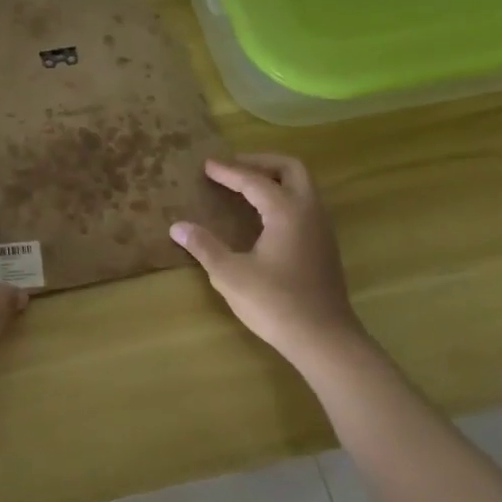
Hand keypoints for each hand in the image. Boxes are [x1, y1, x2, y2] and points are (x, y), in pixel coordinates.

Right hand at [171, 155, 369, 366]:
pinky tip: (263, 216)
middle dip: (260, 162)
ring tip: (245, 186)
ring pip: (302, 186)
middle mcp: (309, 211)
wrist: (324, 339)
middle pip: (290, 169)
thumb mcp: (230, 275)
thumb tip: (177, 226)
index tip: (206, 165)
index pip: (254, 180)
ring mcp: (321, 228)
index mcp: (287, 211)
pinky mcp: (324, 246)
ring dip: (274, 178)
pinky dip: (283, 196)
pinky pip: (304, 204)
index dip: (228, 171)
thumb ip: (204, 246)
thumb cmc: (275, 303)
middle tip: (232, 167)